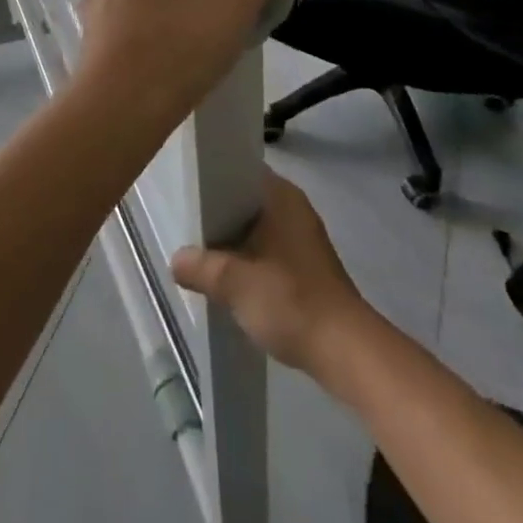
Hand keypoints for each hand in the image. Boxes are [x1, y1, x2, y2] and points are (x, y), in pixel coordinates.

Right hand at [171, 171, 370, 375]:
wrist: (346, 352)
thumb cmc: (291, 301)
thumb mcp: (234, 283)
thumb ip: (201, 267)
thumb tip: (176, 260)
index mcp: (281, 195)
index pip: (238, 170)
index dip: (210, 178)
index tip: (185, 190)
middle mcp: (294, 207)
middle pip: (245, 200)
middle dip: (217, 213)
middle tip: (186, 223)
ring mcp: (303, 237)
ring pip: (256, 227)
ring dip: (233, 239)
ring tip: (200, 251)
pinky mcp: (307, 266)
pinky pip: (268, 249)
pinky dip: (249, 258)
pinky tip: (229, 277)